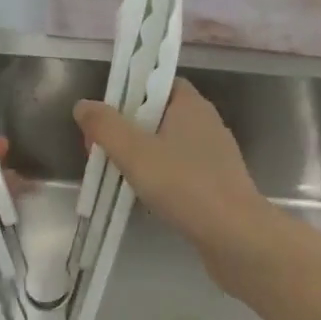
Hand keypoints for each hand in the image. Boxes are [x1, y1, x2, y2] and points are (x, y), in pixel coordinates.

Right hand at [73, 80, 273, 294]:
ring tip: (116, 175)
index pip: (156, 81)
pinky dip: (159, 176)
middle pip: (157, 113)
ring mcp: (213, 154)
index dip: (128, 92)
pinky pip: (179, 169)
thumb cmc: (185, 185)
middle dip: (126, 129)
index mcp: (190, 104)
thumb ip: (105, 126)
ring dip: (141, 155)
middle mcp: (205, 122)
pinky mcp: (216, 183)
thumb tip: (83, 106)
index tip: (104, 114)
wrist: (237, 238)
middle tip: (100, 151)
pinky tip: (145, 196)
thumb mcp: (135, 152)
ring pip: (167, 144)